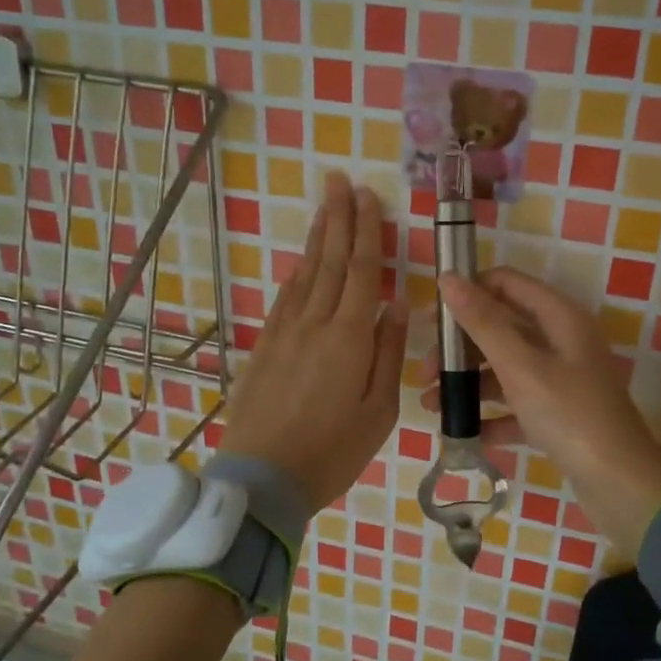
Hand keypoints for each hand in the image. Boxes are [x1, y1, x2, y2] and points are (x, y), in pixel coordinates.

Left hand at [220, 173, 407, 515]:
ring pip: (305, 274)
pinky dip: (296, 273)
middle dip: (338, 218)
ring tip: (325, 206)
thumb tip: (397, 305)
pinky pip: (284, 298)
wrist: (262, 479)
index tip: (367, 197)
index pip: (362, 271)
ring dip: (317, 238)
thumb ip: (388, 353)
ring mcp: (284, 333)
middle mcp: (315, 323)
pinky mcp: (264, 347)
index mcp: (349, 337)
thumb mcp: (379, 410)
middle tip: (340, 181)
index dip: (366, 231)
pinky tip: (301, 261)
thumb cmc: (333, 451)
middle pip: (331, 261)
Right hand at [434, 268, 660, 550]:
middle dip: (461, 348)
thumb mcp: (521, 366)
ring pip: (505, 368)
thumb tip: (449, 279)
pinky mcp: (559, 414)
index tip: (432, 320)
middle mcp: (562, 341)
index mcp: (559, 318)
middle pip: (501, 328)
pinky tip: (466, 434)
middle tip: (425, 374)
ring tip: (432, 407)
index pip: (506, 284)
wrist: (620, 484)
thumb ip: (483, 322)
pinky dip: (492, 415)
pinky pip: (517, 404)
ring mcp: (562, 379)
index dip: (469, 293)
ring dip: (469, 383)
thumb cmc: (570, 415)